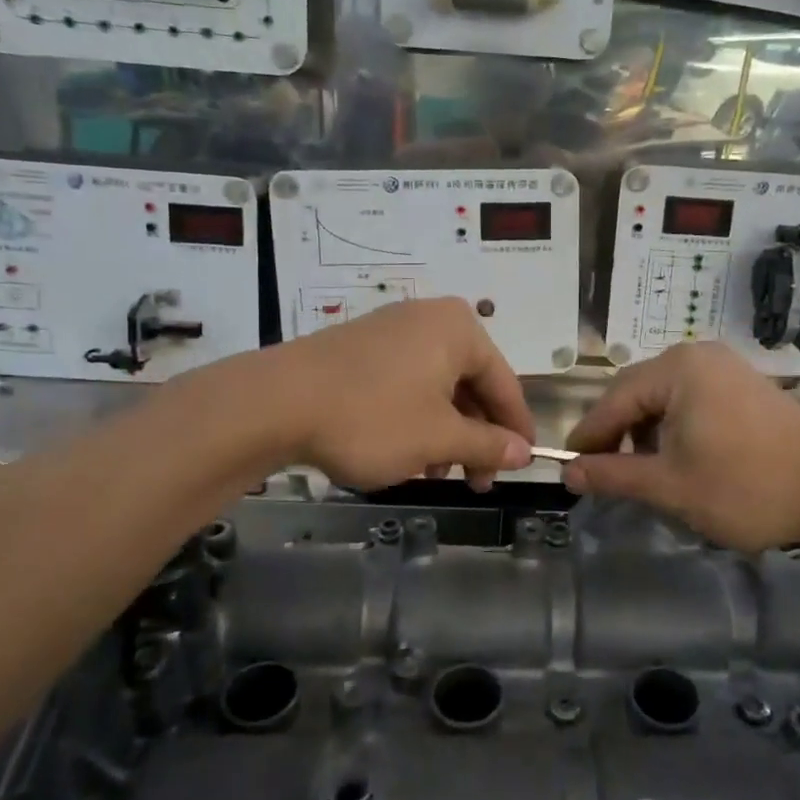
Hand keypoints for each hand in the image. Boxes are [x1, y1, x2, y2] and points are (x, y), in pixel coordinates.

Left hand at [264, 298, 534, 490]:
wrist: (274, 403)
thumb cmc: (373, 417)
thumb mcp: (438, 438)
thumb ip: (488, 445)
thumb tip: (524, 454)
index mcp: (459, 329)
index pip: (504, 383)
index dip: (516, 430)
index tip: (523, 466)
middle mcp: (429, 319)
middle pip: (470, 384)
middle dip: (474, 436)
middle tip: (475, 480)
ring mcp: (391, 331)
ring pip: (436, 387)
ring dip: (445, 433)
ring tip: (434, 473)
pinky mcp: (360, 348)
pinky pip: (405, 383)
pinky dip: (415, 418)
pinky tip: (404, 452)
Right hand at [562, 344, 799, 551]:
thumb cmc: (746, 486)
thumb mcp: (670, 485)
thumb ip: (614, 475)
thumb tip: (569, 474)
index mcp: (676, 369)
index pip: (613, 400)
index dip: (588, 436)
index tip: (569, 469)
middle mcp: (698, 356)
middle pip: (637, 393)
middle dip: (617, 434)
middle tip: (603, 473)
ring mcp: (725, 368)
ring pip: (664, 398)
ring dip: (645, 432)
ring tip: (642, 472)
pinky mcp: (744, 386)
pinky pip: (691, 400)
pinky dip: (674, 427)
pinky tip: (678, 458)